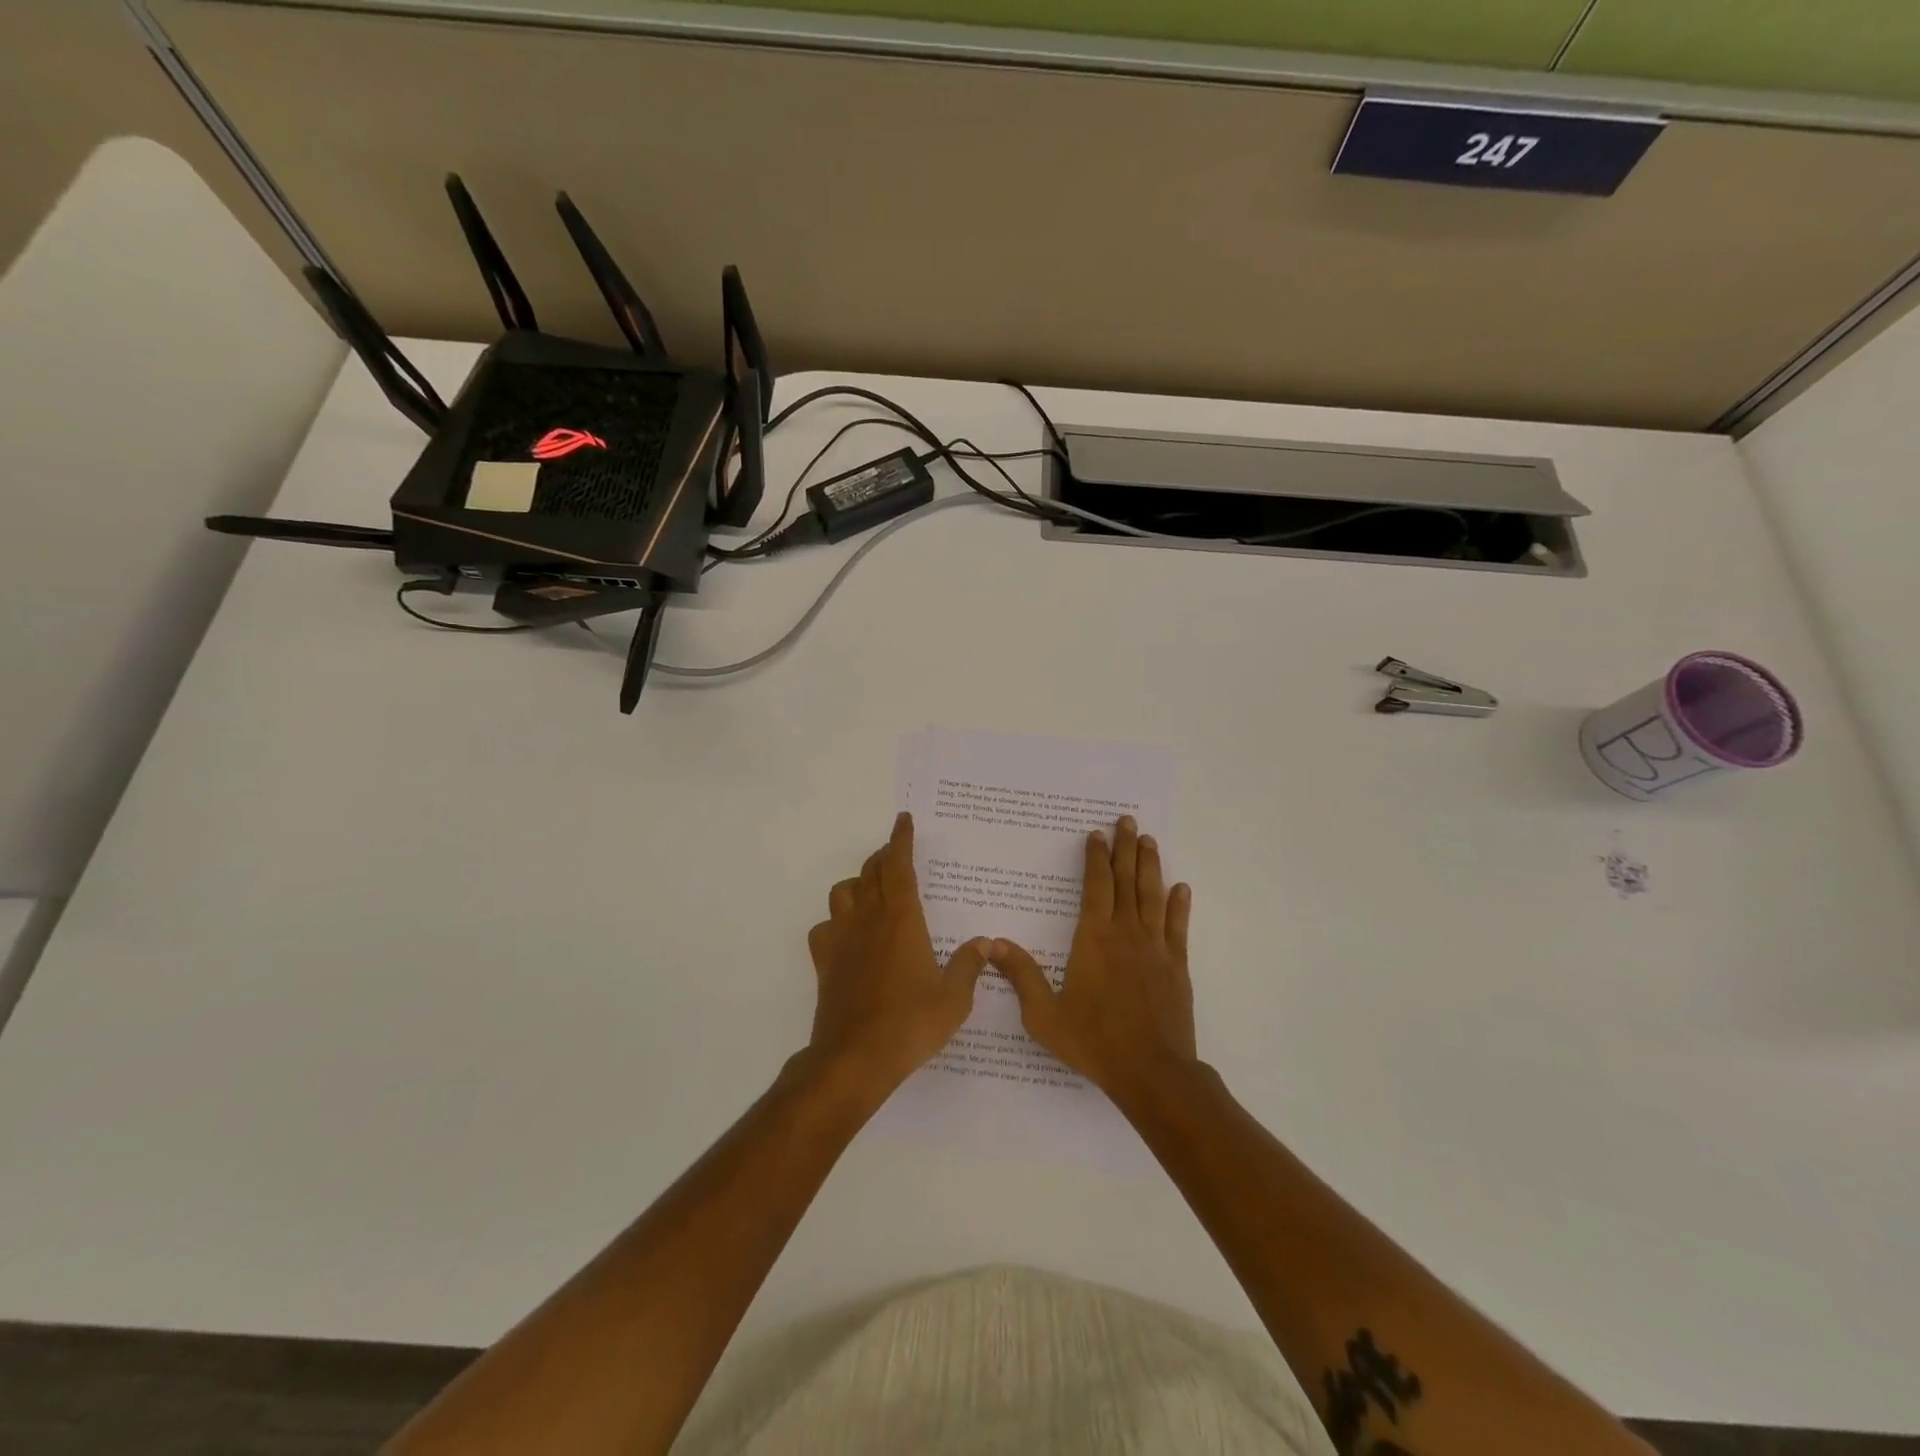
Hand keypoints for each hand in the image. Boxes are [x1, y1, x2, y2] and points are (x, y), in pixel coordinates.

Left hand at [806, 813, 990, 1097]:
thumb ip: (969, 966)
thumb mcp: (954, 999)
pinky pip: (823, 927)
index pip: (898, 866)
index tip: (904, 820)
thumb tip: (984, 943)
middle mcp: (868, 919)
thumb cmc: (910, 1024)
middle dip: (883, 856)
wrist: (855, 1058)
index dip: (901, 840)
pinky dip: (835, 921)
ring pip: (842, 892)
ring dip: (858, 883)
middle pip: (870, 872)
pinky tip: (847, 935)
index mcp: (901, 919)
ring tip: (872, 892)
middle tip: (896, 854)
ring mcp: (841, 939)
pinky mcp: (824, 962)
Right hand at [986, 815, 1195, 1103]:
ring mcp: (1156, 949)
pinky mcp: (1177, 967)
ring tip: (1149, 841)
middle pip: (1127, 881)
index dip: (1095, 858)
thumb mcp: (1044, 1014)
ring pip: (1153, 896)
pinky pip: (1178, 927)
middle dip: (1125, 848)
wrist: (1152, 1072)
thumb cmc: (1094, 1041)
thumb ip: (1021, 975)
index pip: (1096, 886)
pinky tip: (1181, 888)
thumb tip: (993, 943)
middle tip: (1127, 820)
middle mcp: (1126, 934)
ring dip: (1150, 866)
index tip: (1095, 834)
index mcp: (1094, 939)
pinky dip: (1179, 905)